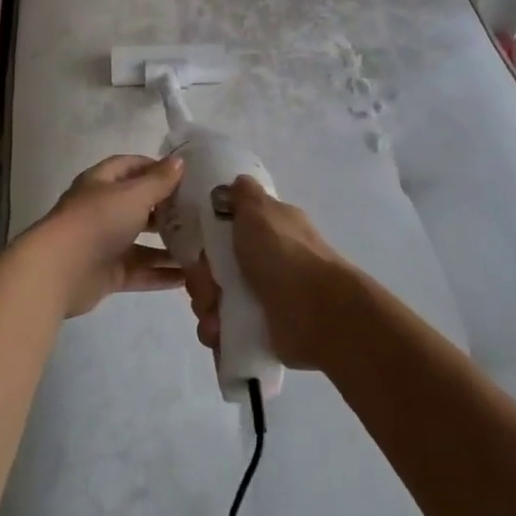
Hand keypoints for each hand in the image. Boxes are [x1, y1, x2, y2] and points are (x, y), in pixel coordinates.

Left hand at [29, 154, 186, 317]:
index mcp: (102, 183)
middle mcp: (103, 210)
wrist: (59, 271)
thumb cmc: (97, 221)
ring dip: (169, 245)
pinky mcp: (108, 273)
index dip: (157, 167)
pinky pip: (140, 271)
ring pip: (142, 242)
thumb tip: (179, 161)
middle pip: (139, 205)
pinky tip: (188, 277)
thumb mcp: (133, 195)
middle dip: (168, 209)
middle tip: (201, 213)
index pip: (131, 166)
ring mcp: (105, 243)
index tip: (186, 176)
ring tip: (202, 247)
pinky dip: (161, 274)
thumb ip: (159, 181)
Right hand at [182, 176, 351, 370]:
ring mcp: (262, 297)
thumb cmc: (284, 254)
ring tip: (215, 318)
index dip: (205, 241)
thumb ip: (244, 195)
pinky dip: (215, 332)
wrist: (317, 311)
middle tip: (210, 287)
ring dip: (206, 309)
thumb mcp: (260, 211)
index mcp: (268, 230)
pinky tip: (219, 333)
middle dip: (202, 281)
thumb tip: (237, 182)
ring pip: (214, 300)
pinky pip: (223, 330)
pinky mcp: (259, 330)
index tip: (198, 249)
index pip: (224, 232)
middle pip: (213, 269)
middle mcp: (265, 261)